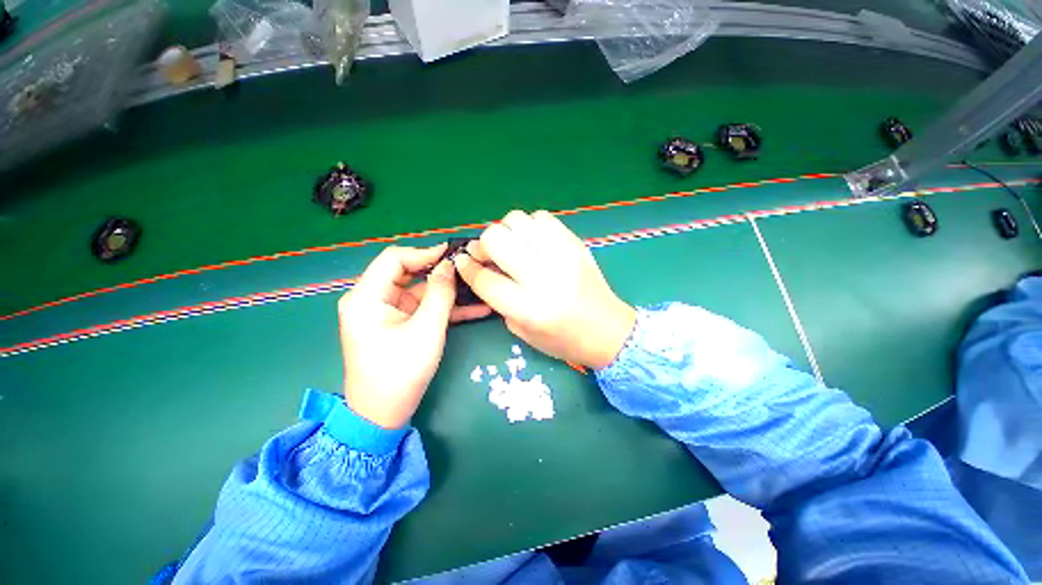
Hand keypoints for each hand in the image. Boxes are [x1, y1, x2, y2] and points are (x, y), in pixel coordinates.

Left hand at [339, 245, 491, 428]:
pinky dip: (444, 308)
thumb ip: (440, 294)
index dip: (425, 252)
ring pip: (420, 291)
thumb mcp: (426, 330)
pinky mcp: (399, 324)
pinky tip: (473, 308)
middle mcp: (372, 299)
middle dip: (441, 272)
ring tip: (478, 287)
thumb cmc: (400, 373)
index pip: (394, 258)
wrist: (382, 415)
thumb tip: (450, 265)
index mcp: (366, 297)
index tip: (454, 253)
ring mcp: (387, 312)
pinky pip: (422, 308)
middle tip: (469, 270)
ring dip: (448, 292)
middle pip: (409, 273)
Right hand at [454, 211, 635, 369]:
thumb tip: (480, 267)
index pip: (485, 278)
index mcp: (529, 307)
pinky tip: (533, 242)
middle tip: (488, 255)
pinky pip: (542, 217)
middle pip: (496, 239)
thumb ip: (497, 298)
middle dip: (484, 245)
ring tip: (512, 247)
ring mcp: (562, 255)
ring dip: (506, 231)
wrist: (607, 329)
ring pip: (516, 220)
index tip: (463, 262)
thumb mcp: (522, 329)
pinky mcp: (575, 242)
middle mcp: (544, 276)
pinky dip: (530, 226)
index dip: (468, 268)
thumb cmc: (562, 339)